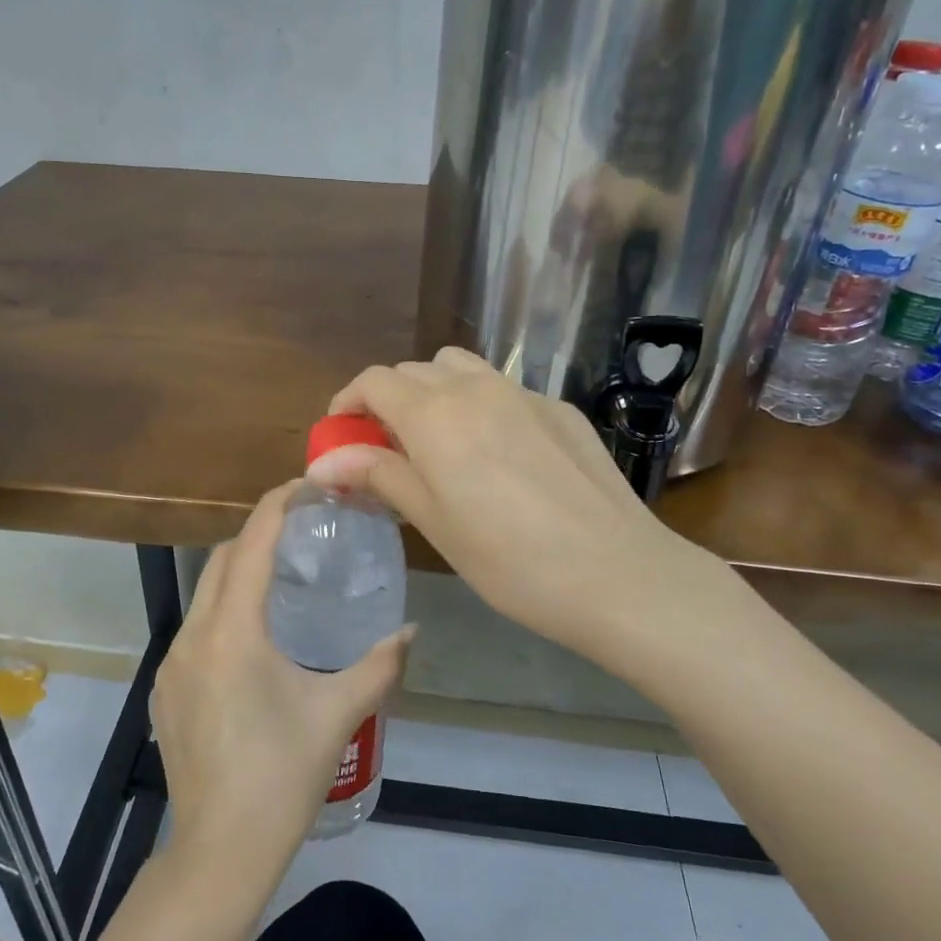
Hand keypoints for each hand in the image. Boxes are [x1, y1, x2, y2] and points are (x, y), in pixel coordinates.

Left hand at [150, 481, 411, 878]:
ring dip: (238, 573)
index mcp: (232, 631)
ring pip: (204, 593)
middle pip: (221, 559)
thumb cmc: (283, 777)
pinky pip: (194, 629)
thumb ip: (379, 666)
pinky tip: (255, 641)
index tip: (307, 487)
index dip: (277, 505)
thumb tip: (410, 632)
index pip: (250, 543)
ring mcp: (171, 664)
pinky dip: (223, 611)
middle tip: (303, 533)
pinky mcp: (164, 690)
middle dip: (257, 534)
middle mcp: (193, 636)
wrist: (219, 852)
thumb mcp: (338, 715)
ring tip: (284, 581)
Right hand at [315, 348, 724, 659]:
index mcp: (435, 415)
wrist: (616, 572)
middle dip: (390, 400)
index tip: (342, 434)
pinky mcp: (560, 409)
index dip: (349, 402)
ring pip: (461, 368)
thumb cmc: (509, 559)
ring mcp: (524, 393)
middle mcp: (476, 388)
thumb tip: (323, 462)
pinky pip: (505, 390)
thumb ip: (380, 476)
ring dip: (435, 391)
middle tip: (388, 448)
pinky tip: (500, 455)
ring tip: (440, 441)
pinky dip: (482, 405)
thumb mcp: (433, 521)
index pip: (375, 382)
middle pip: (415, 370)